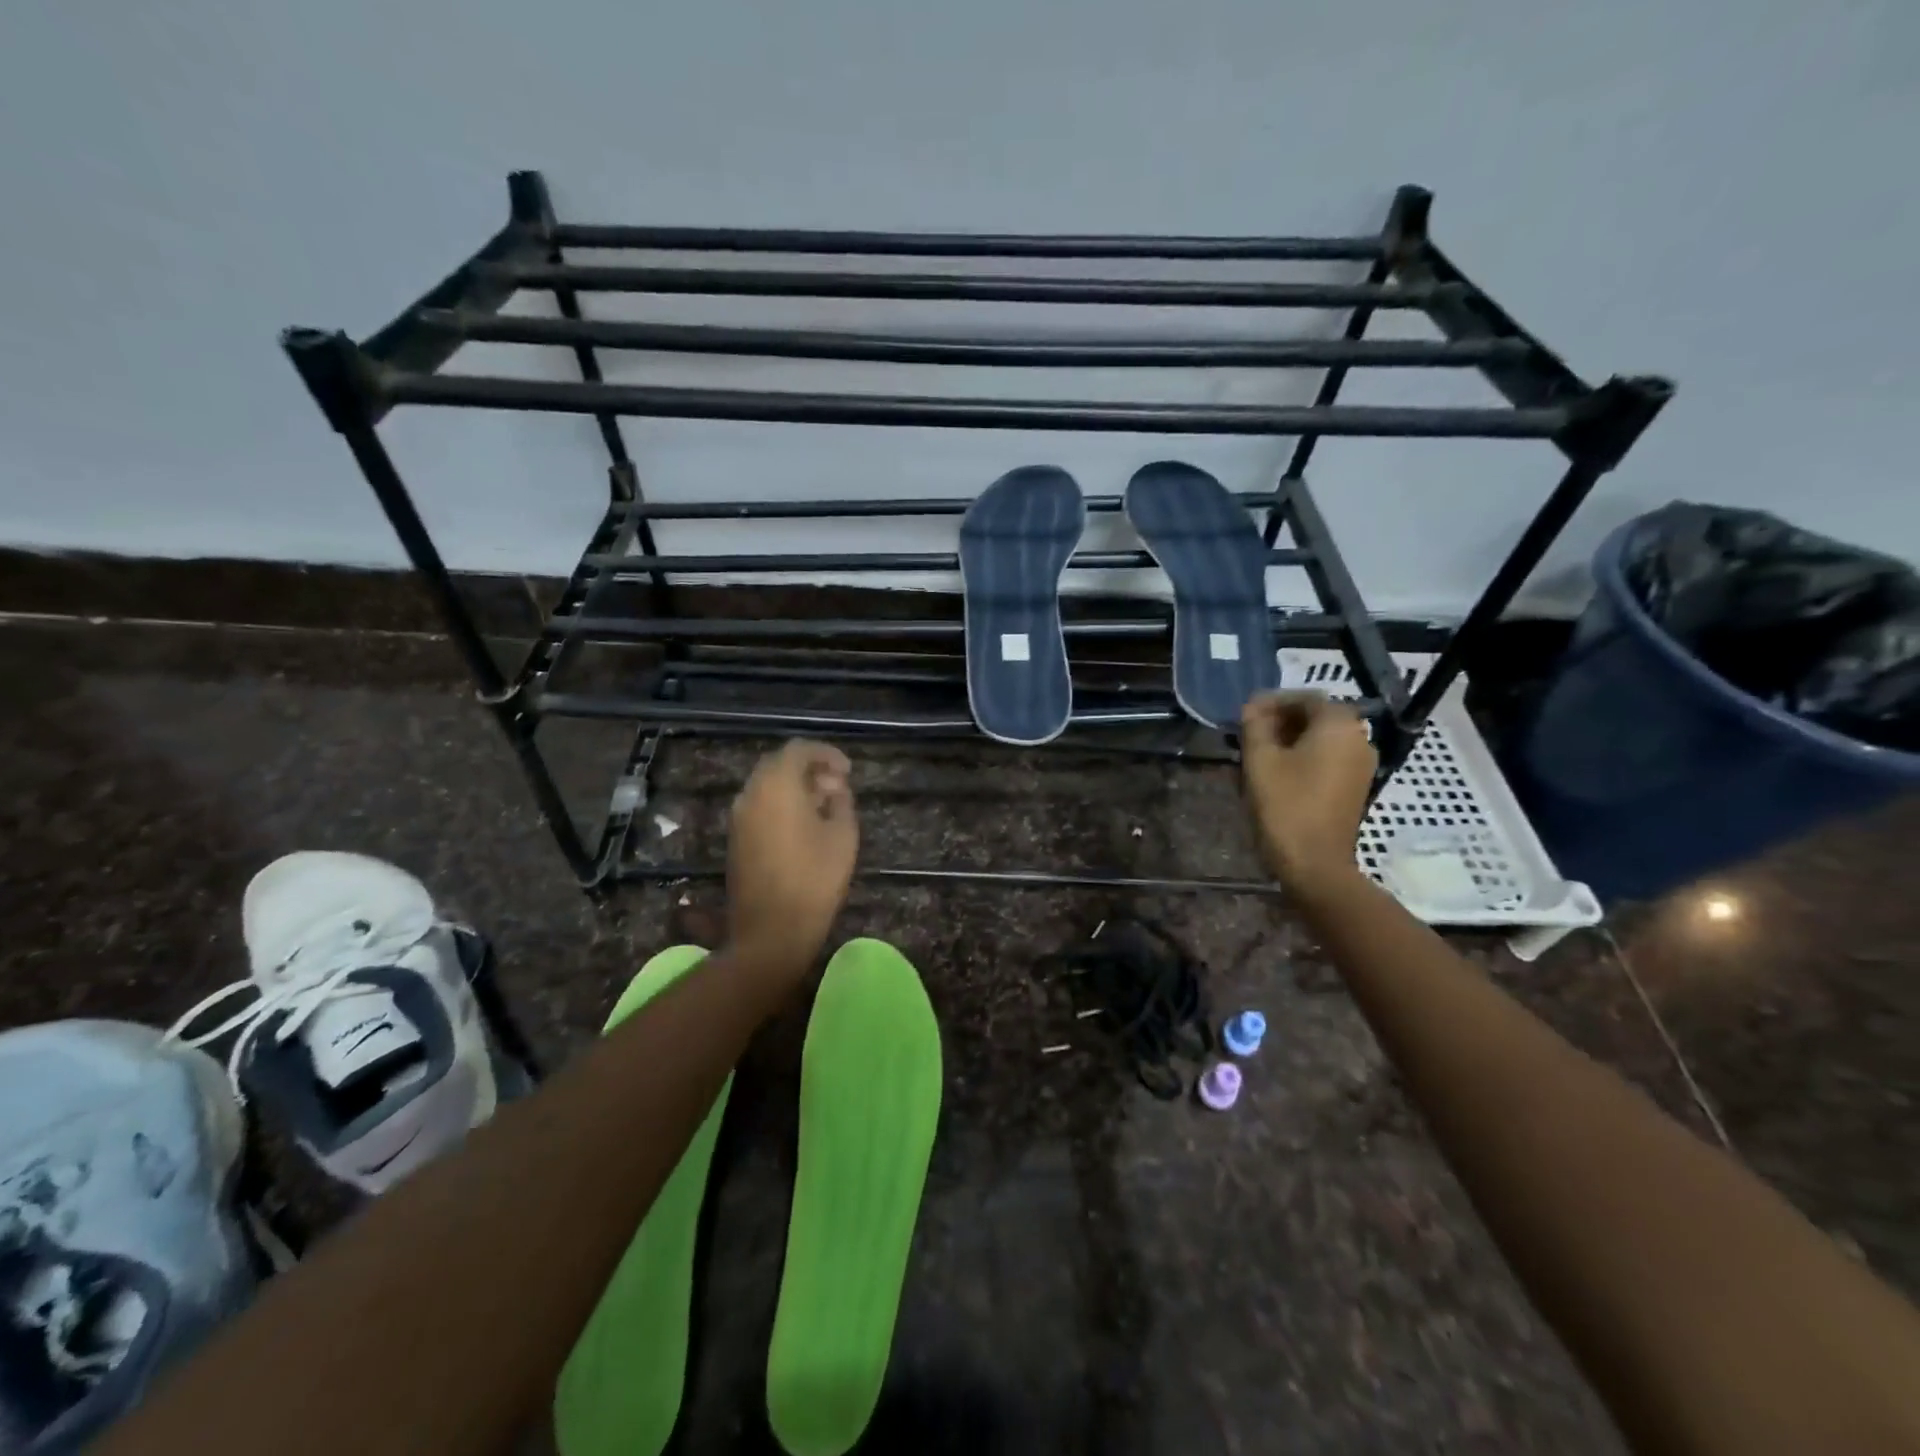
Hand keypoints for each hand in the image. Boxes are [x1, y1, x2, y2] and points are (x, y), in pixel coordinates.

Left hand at [725, 739, 857, 980]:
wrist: (770, 931)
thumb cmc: (814, 879)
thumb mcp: (843, 835)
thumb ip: (841, 802)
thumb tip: (834, 789)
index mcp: (777, 786)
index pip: (799, 750)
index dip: (826, 754)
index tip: (848, 771)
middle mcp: (751, 794)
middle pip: (779, 765)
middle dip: (810, 769)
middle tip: (838, 786)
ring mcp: (739, 818)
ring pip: (767, 786)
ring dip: (795, 788)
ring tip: (825, 806)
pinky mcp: (735, 839)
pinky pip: (760, 806)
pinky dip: (782, 804)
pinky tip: (805, 826)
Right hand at [1240, 692, 1375, 892]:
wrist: (1315, 862)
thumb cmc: (1285, 805)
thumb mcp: (1260, 759)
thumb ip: (1255, 725)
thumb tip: (1253, 706)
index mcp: (1338, 725)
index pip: (1305, 697)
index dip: (1273, 702)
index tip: (1245, 715)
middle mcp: (1358, 737)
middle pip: (1317, 716)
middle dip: (1282, 720)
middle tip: (1249, 733)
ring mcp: (1361, 764)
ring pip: (1323, 738)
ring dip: (1291, 739)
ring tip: (1259, 753)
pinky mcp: (1356, 785)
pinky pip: (1329, 758)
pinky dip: (1305, 756)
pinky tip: (1278, 771)